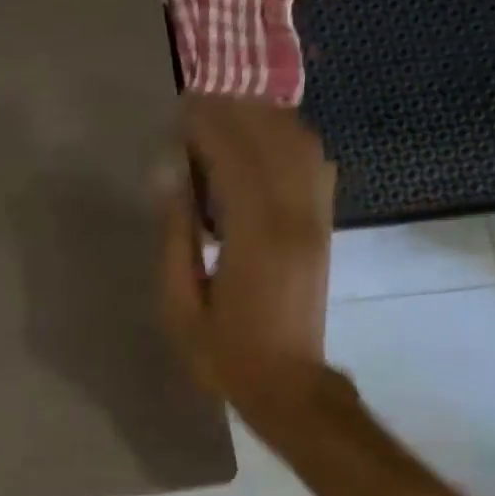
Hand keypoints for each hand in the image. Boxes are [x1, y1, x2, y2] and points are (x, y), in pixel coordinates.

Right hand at [158, 94, 335, 438]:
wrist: (288, 386)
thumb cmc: (224, 354)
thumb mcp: (180, 306)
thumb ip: (175, 237)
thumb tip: (170, 175)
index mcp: (254, 235)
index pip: (234, 154)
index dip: (206, 124)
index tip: (178, 111)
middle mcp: (293, 216)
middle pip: (270, 137)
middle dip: (233, 111)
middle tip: (195, 109)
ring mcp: (316, 219)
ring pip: (299, 144)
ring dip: (263, 120)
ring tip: (224, 119)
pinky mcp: (324, 228)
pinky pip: (315, 166)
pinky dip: (289, 143)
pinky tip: (262, 146)